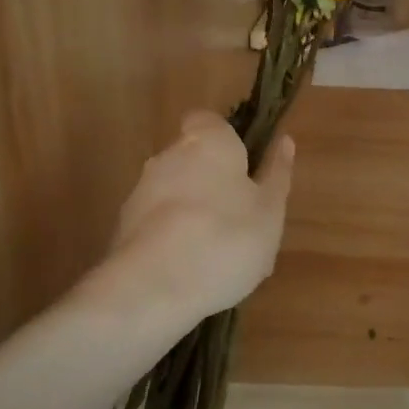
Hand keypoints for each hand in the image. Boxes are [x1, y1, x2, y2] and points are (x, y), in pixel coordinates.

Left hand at [91, 112, 295, 322]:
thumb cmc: (227, 238)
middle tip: (241, 215)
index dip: (226, 139)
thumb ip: (277, 174)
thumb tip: (284, 142)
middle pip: (192, 157)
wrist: (154, 288)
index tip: (245, 166)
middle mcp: (168, 156)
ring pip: (175, 191)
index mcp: (208, 142)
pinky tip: (192, 269)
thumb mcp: (270, 210)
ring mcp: (141, 191)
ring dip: (193, 210)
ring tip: (219, 252)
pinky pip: (158, 222)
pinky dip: (173, 236)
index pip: (208, 120)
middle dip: (212, 179)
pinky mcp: (124, 227)